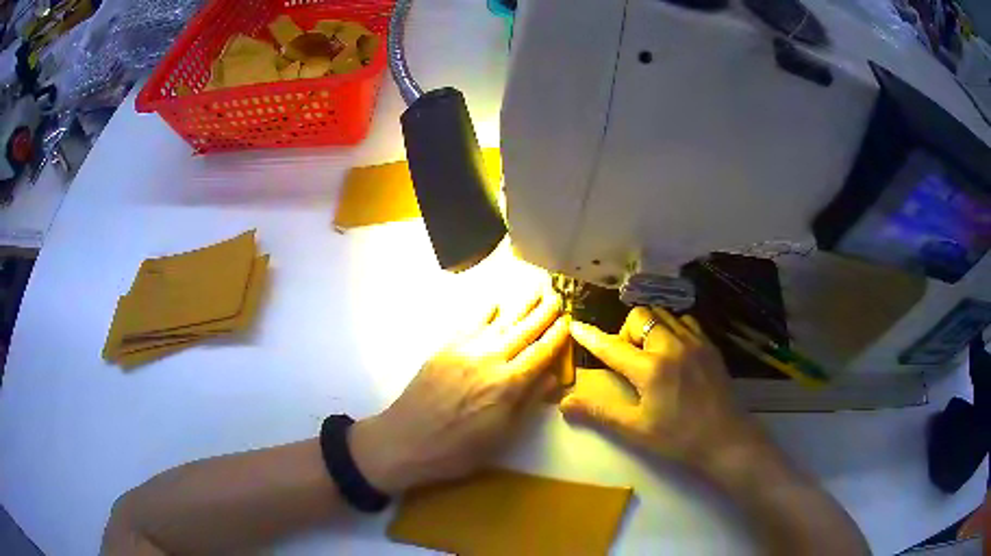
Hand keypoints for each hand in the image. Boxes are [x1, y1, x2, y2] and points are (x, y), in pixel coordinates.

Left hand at [350, 288, 568, 493]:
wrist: (406, 440)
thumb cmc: (458, 449)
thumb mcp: (502, 435)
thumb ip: (528, 403)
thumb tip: (553, 377)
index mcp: (508, 384)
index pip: (540, 353)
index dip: (556, 336)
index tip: (568, 321)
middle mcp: (489, 360)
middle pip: (523, 331)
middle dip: (542, 313)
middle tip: (556, 295)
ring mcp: (464, 350)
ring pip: (499, 321)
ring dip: (519, 305)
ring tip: (534, 289)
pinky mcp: (444, 349)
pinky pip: (469, 323)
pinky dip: (484, 311)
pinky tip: (494, 303)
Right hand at [562, 307, 771, 474]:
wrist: (724, 438)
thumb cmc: (677, 438)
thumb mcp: (635, 429)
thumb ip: (600, 411)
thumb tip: (564, 402)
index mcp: (650, 369)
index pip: (611, 346)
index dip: (590, 336)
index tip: (575, 325)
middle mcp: (671, 346)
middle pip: (639, 316)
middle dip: (626, 332)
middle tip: (629, 360)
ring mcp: (693, 342)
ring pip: (663, 314)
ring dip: (649, 328)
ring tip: (651, 354)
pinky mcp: (709, 345)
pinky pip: (685, 321)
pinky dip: (672, 328)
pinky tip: (674, 351)